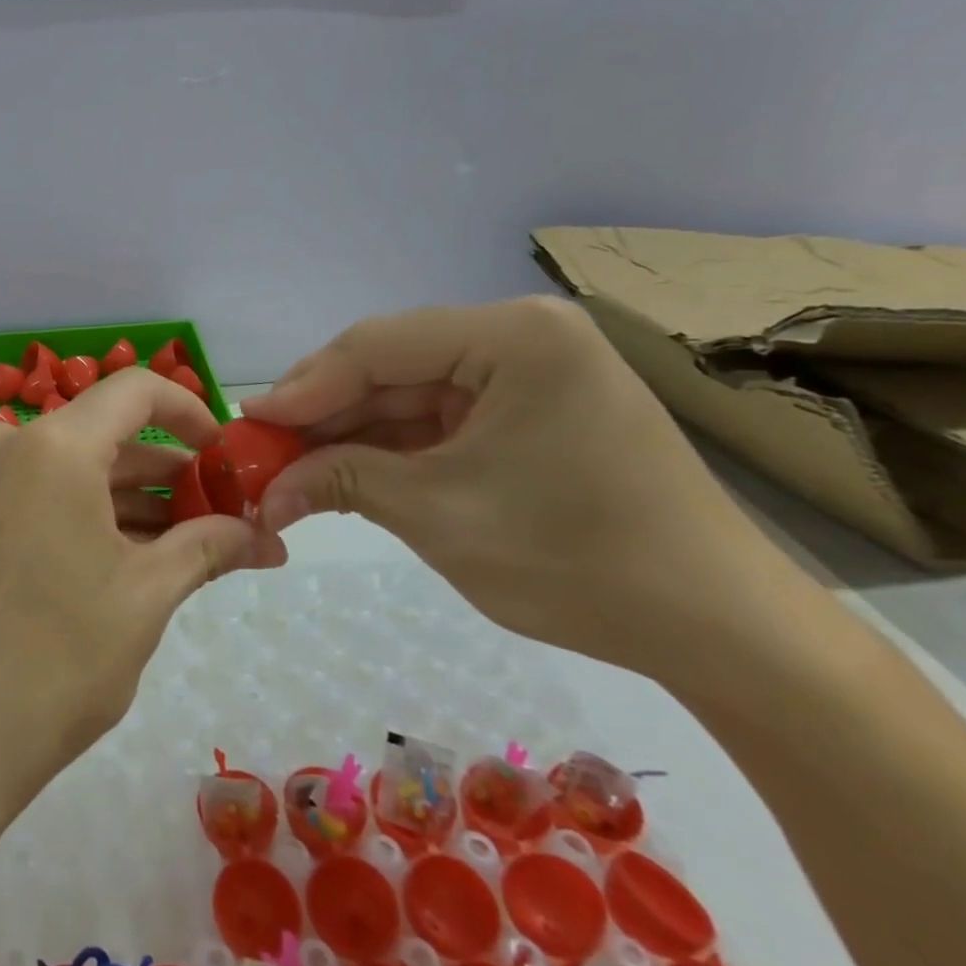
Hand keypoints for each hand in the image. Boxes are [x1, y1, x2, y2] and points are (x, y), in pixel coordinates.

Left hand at [0, 368, 281, 824]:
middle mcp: (8, 446)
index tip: (228, 455)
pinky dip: (90, 516)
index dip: (191, 411)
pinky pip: (43, 495)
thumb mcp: (144, 598)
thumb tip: (269, 538)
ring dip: (133, 501)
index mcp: (53, 446)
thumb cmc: (54, 662)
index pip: (136, 391)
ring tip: (192, 547)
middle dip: (170, 474)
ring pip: (76, 469)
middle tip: (226, 517)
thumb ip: (209, 548)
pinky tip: (132, 560)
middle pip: (107, 435)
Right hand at [243, 298, 789, 682]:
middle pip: (389, 366)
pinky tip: (345, 472)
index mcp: (513, 336)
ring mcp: (529, 373)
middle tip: (262, 453)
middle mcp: (521, 336)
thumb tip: (265, 489)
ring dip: (351, 434)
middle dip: (323, 414)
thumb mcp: (437, 514)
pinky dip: (392, 448)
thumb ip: (341, 480)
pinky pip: (440, 419)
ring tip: (292, 469)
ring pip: (408, 394)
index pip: (375, 346)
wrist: (719, 629)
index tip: (246, 425)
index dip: (302, 387)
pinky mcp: (531, 411)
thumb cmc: (576, 559)